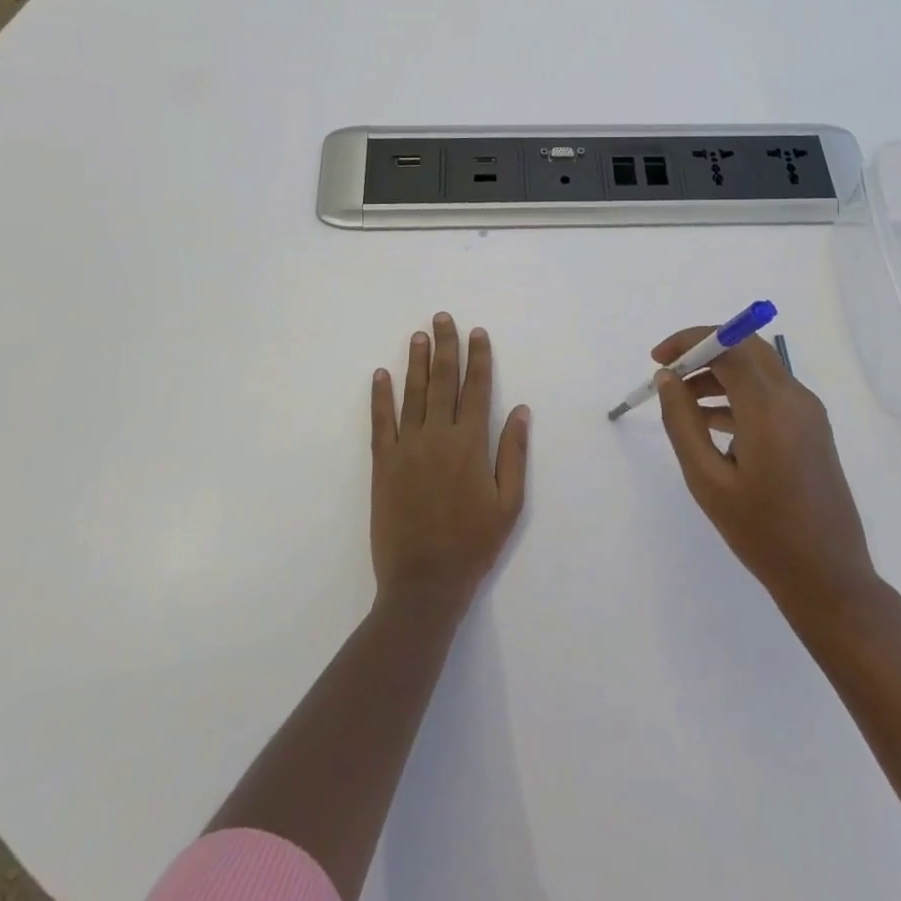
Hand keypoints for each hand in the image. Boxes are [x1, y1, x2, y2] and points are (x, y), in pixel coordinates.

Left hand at [370, 313, 528, 607]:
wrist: (424, 582)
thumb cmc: (473, 544)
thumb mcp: (509, 504)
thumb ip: (513, 453)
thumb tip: (520, 410)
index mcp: (471, 444)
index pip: (477, 389)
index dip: (478, 358)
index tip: (477, 333)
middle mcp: (438, 436)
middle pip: (443, 381)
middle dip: (445, 347)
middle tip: (443, 318)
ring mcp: (407, 447)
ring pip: (413, 393)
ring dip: (416, 362)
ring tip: (418, 335)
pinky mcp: (382, 463)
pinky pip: (380, 422)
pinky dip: (380, 396)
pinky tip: (381, 374)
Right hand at [652, 327, 877, 617]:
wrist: (828, 577)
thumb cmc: (762, 533)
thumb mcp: (707, 480)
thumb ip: (682, 422)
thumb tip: (667, 378)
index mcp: (769, 408)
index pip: (729, 345)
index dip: (689, 341)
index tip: (657, 359)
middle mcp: (794, 398)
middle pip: (746, 347)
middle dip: (703, 350)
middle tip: (668, 374)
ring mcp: (808, 412)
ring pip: (758, 368)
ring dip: (719, 372)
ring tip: (681, 402)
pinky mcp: (812, 428)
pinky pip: (770, 393)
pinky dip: (738, 393)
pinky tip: (710, 422)